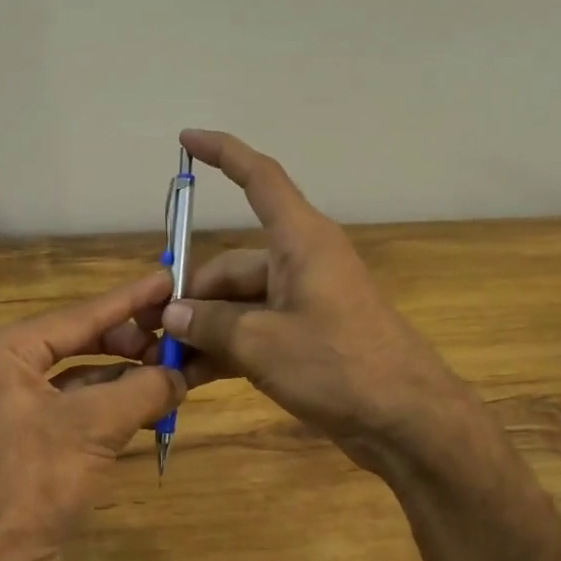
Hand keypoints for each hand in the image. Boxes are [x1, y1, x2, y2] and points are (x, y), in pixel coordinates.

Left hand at [0, 271, 184, 560]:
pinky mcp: (36, 441)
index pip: (82, 315)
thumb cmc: (30, 482)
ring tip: (179, 371)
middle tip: (181, 338)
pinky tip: (156, 406)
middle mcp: (9, 370)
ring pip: (88, 377)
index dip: (130, 298)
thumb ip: (143, 389)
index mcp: (7, 351)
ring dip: (131, 376)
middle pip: (84, 341)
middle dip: (133, 343)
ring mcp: (21, 407)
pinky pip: (85, 409)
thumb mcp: (93, 426)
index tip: (170, 278)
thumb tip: (181, 373)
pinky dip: (120, 406)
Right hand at [163, 129, 473, 472]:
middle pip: (232, 265)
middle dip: (192, 296)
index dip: (224, 154)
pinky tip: (191, 378)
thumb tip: (174, 314)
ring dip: (204, 330)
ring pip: (239, 304)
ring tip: (164, 361)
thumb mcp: (263, 344)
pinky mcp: (307, 338)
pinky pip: (255, 331)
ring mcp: (304, 302)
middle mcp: (301, 262)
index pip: (260, 179)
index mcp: (300, 241)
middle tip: (153, 331)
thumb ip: (212, 324)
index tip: (186, 139)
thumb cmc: (339, 365)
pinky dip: (226, 350)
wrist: (407, 420)